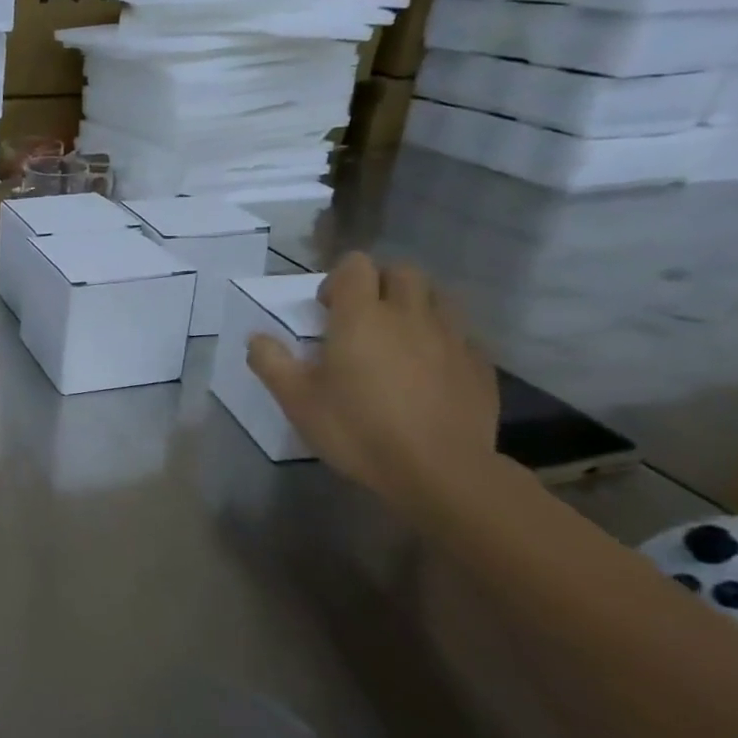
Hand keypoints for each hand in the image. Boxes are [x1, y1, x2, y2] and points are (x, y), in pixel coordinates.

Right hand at [246, 253, 499, 509]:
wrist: (441, 472)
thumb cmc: (358, 429)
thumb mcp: (296, 400)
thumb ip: (271, 362)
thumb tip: (258, 338)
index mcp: (361, 316)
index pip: (356, 265)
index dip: (338, 279)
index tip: (326, 310)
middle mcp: (409, 315)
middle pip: (402, 271)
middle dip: (379, 284)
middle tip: (361, 318)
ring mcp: (452, 338)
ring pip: (437, 297)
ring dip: (414, 305)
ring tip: (397, 338)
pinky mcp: (480, 365)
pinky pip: (461, 334)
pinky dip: (441, 338)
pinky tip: (428, 369)